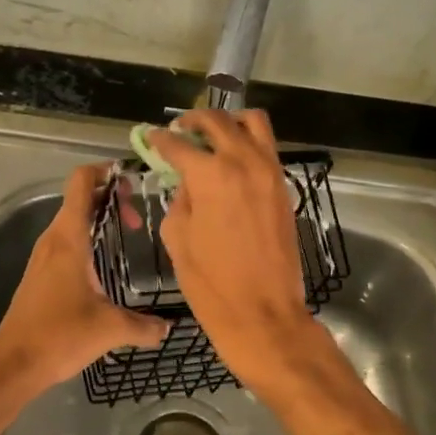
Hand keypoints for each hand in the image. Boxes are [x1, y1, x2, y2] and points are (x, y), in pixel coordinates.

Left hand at [0, 164, 167, 400]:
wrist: (13, 365)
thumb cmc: (60, 336)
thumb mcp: (109, 329)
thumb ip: (144, 326)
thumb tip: (169, 327)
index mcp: (69, 239)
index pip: (81, 183)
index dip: (104, 171)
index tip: (131, 179)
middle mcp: (53, 239)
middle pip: (79, 198)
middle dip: (110, 198)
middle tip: (138, 217)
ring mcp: (43, 256)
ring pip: (72, 219)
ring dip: (98, 218)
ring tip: (128, 232)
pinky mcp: (40, 273)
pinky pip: (66, 240)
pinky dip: (87, 236)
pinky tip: (105, 261)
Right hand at [148, 110, 322, 393]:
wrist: (264, 314)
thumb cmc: (211, 284)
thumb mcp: (178, 239)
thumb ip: (180, 200)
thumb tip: (187, 182)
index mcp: (210, 175)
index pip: (179, 143)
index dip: (160, 139)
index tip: (151, 137)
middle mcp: (243, 162)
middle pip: (218, 120)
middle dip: (194, 120)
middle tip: (179, 129)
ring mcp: (269, 172)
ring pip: (253, 122)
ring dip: (229, 120)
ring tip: (211, 134)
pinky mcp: (283, 186)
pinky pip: (267, 147)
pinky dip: (248, 142)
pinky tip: (231, 159)